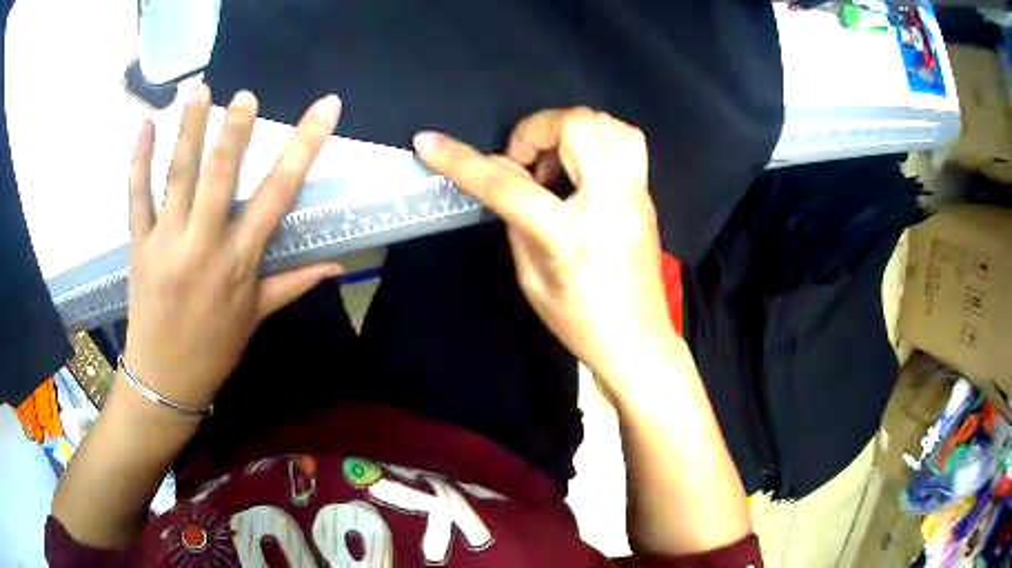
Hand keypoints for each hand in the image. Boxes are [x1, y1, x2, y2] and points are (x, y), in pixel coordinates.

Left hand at [124, 84, 343, 409]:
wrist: (165, 382)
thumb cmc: (214, 350)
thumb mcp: (256, 318)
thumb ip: (294, 283)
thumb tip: (337, 266)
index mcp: (239, 263)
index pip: (278, 194)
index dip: (304, 147)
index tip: (324, 109)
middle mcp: (203, 246)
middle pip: (220, 175)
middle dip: (235, 129)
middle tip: (246, 94)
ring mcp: (166, 243)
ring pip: (177, 176)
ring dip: (189, 128)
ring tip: (200, 89)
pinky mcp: (138, 246)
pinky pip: (137, 197)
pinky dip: (139, 160)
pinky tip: (145, 126)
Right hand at [413, 107, 673, 384]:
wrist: (638, 340)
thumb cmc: (580, 323)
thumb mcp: (531, 278)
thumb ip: (514, 219)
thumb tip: (503, 177)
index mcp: (571, 234)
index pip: (508, 185)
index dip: (461, 161)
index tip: (429, 143)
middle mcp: (612, 200)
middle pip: (576, 125)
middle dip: (535, 130)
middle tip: (524, 164)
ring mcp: (636, 193)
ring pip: (605, 122)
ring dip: (568, 130)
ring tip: (554, 163)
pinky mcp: (647, 192)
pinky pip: (625, 138)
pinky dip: (596, 137)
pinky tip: (580, 165)